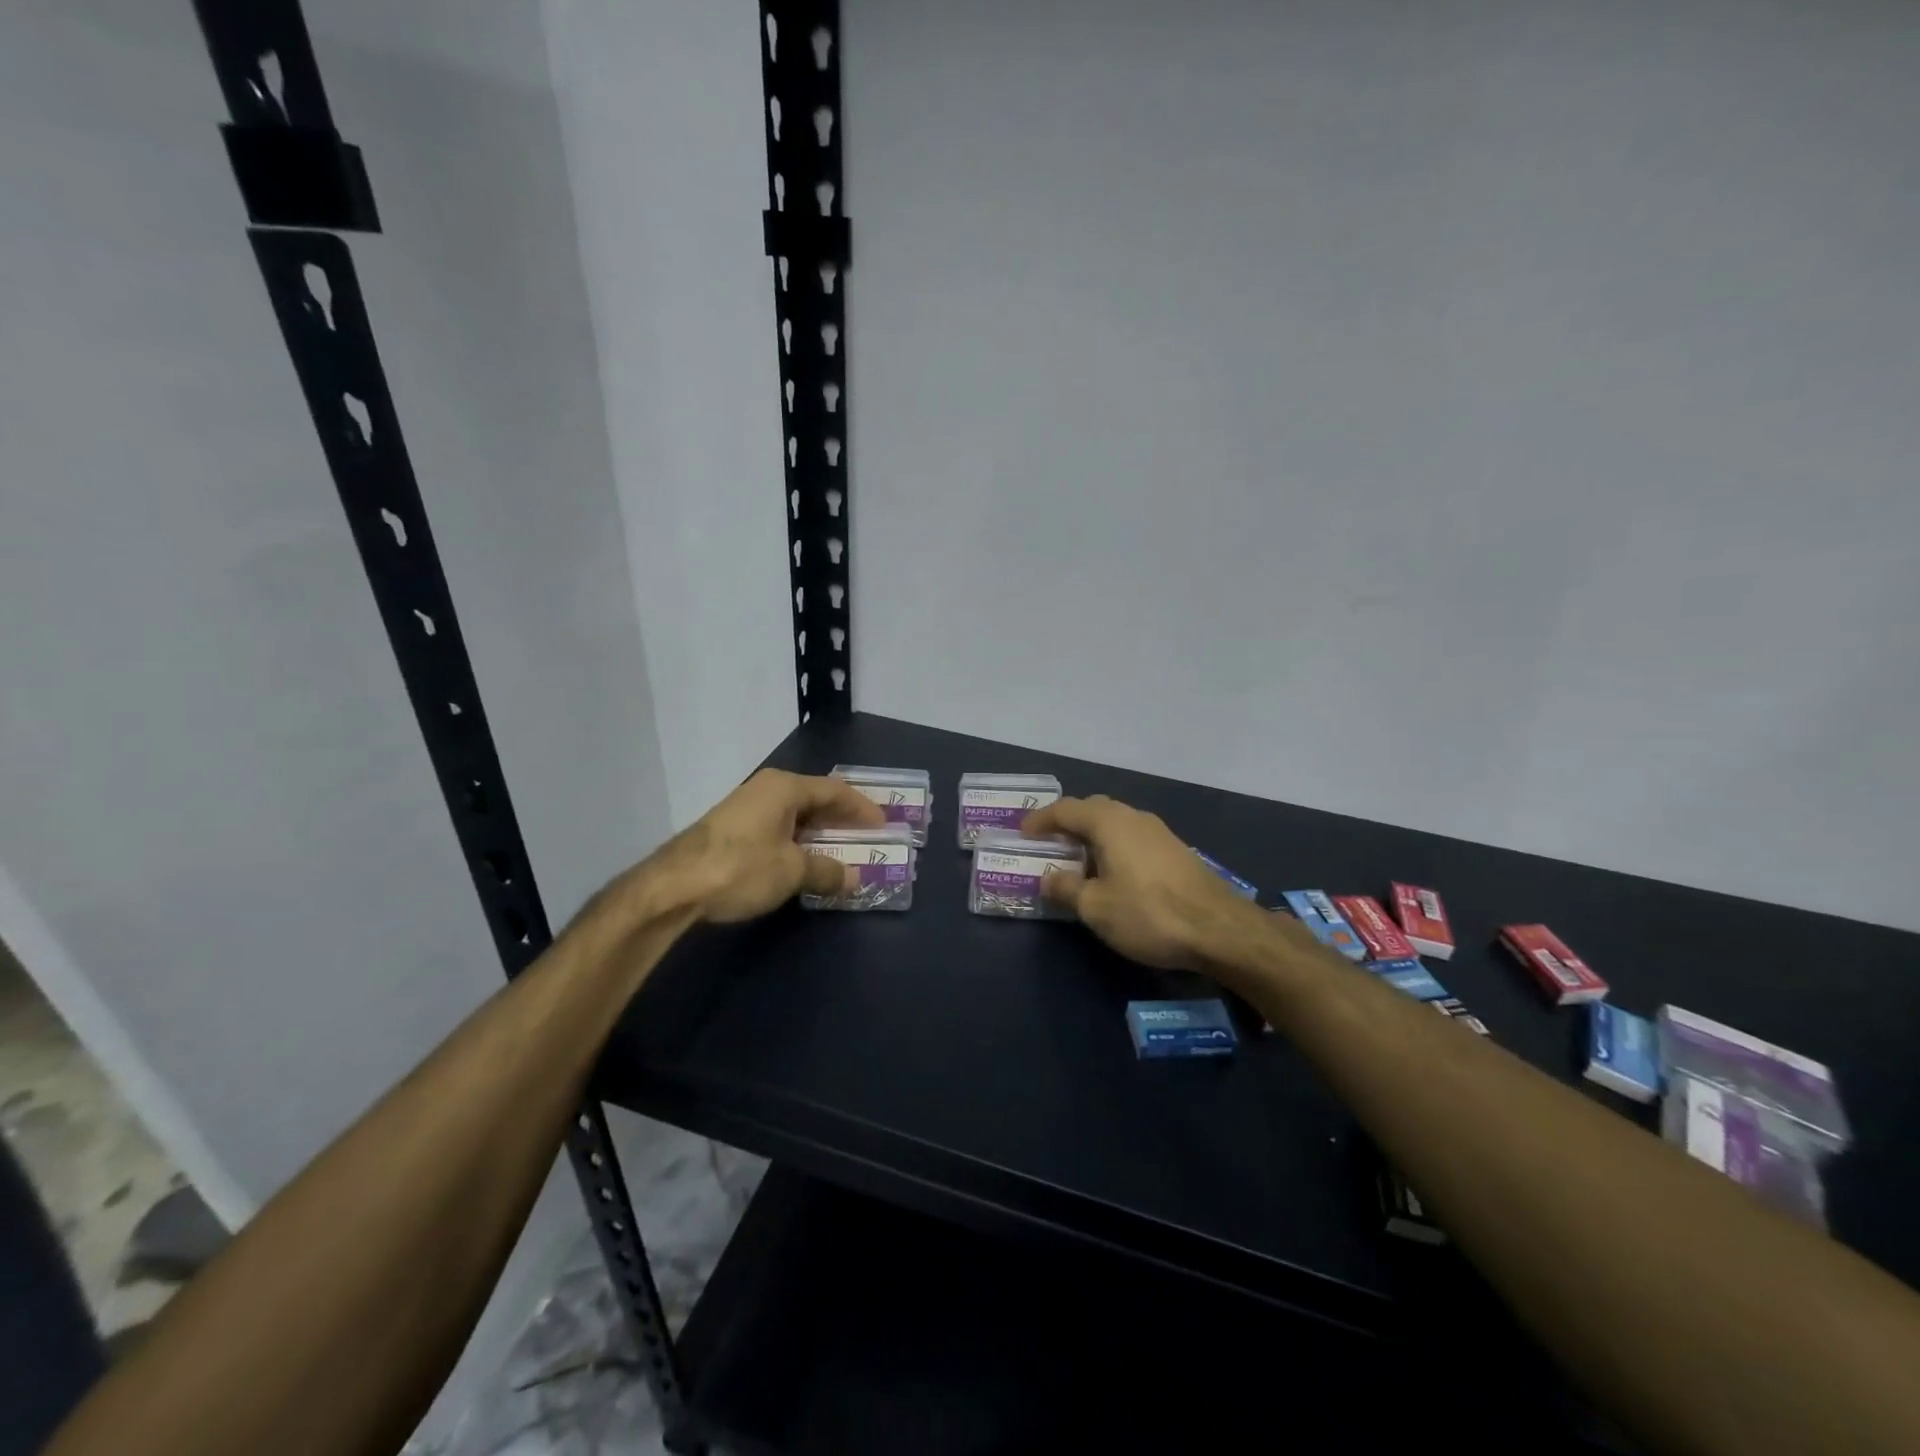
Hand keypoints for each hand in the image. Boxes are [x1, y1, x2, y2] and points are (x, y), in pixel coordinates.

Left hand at [661, 768, 884, 922]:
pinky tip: (803, 861)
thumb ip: (827, 871)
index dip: (862, 808)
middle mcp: (766, 789)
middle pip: (814, 799)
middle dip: (841, 819)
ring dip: (818, 833)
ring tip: (840, 851)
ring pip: (794, 815)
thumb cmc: (740, 868)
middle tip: (866, 837)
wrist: (672, 887)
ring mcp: (745, 808)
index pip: (835, 791)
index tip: (883, 825)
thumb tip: (855, 877)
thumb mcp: (792, 871)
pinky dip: (797, 842)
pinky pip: (777, 828)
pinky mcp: (731, 830)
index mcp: (785, 787)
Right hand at [1021, 795, 1254, 970]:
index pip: (1065, 809)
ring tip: (1077, 860)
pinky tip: (1112, 872)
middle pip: (1092, 809)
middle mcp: (1133, 816)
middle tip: (1048, 843)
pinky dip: (1113, 846)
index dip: (1040, 820)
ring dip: (1092, 835)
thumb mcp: (1095, 908)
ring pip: (1115, 822)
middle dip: (1067, 823)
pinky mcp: (1175, 850)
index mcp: (1108, 822)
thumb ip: (1066, 889)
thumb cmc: (1148, 913)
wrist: (1219, 929)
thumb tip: (1048, 877)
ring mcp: (1159, 831)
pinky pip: (1133, 837)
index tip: (1023, 833)